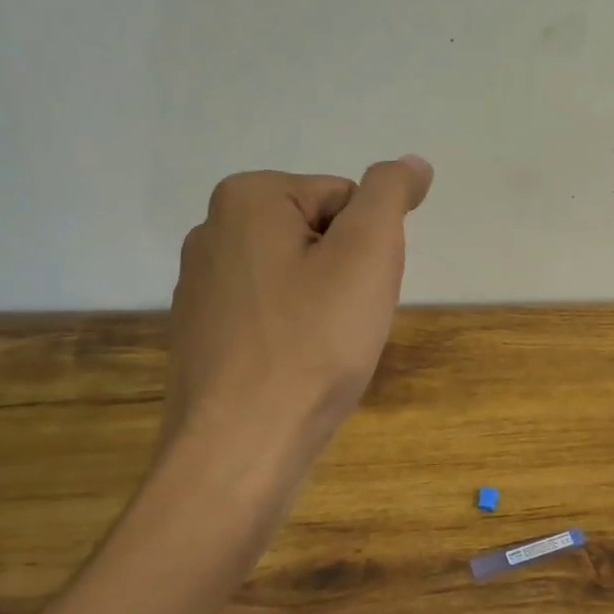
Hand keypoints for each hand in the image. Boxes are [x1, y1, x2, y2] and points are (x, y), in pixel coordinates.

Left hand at [157, 157, 433, 478]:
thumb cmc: (312, 343)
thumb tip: (412, 164)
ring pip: (299, 277)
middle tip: (344, 323)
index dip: (369, 247)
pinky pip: (273, 314)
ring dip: (324, 306)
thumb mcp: (368, 253)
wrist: (241, 450)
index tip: (356, 293)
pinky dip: (296, 333)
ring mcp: (201, 286)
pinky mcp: (202, 334)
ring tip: (322, 350)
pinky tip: (296, 370)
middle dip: (346, 274)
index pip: (346, 198)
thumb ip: (391, 194)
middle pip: (319, 234)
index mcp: (245, 198)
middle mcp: (211, 231)